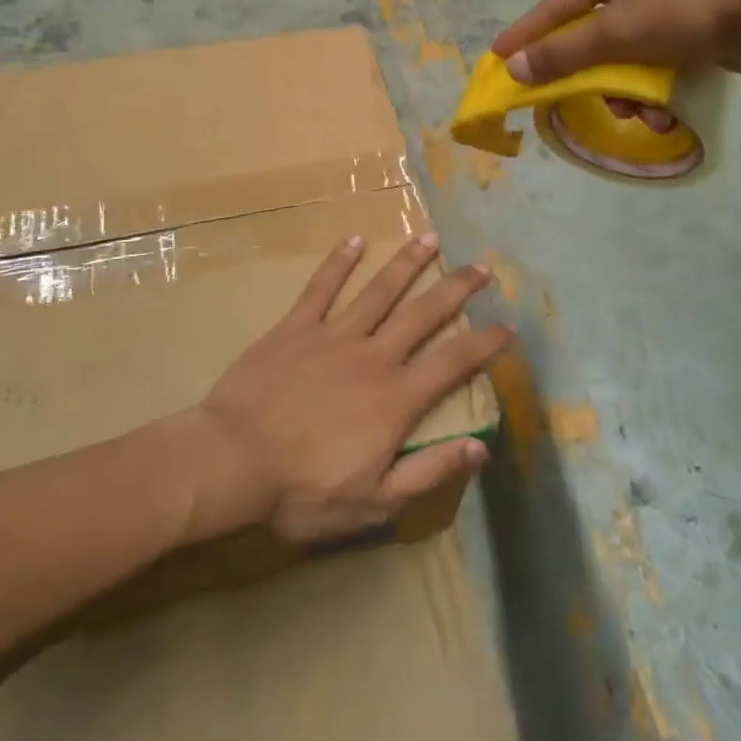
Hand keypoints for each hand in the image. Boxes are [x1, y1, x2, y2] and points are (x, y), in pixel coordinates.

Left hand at [189, 233, 511, 543]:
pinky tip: (356, 240)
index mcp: (395, 399)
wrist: (232, 461)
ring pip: (379, 291)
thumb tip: (480, 448)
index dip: (485, 344)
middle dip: (455, 288)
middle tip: (481, 266)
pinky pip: (321, 288)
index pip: (453, 363)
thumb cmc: (302, 491)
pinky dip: (339, 262)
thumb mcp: (373, 503)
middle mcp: (372, 357)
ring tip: (431, 238)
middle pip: (422, 314)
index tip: (509, 326)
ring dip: (407, 263)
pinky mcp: (295, 327)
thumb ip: (428, 473)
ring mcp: (332, 336)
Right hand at [492, 0, 740, 124]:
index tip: (497, 55)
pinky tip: (663, 112)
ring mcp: (664, 8)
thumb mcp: (614, 36)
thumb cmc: (681, 14)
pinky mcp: (689, 32)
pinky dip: (652, 90)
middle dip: (589, 77)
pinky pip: (653, 65)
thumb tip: (514, 68)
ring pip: (623, 59)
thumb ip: (562, 54)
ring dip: (625, 91)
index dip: (524, 34)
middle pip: (590, 39)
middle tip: (575, 99)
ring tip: (639, 113)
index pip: (554, 9)